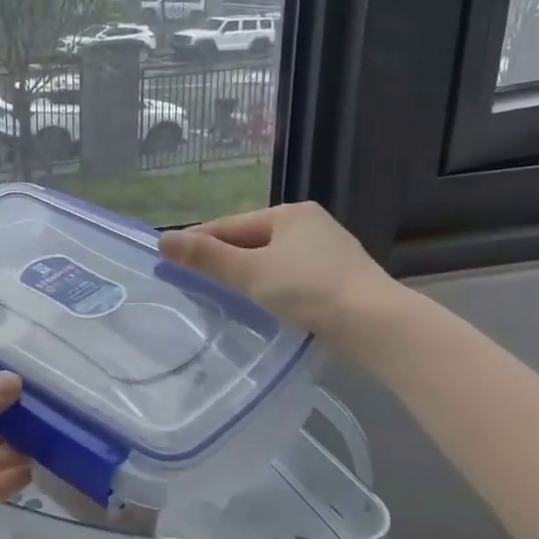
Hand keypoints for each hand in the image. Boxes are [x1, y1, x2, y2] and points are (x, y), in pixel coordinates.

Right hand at [158, 202, 399, 347]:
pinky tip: (261, 302)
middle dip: (222, 257)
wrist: (377, 324)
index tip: (169, 258)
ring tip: (221, 292)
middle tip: (191, 279)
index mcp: (289, 213)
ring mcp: (329, 251)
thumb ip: (206, 257)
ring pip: (271, 258)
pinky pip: (290, 274)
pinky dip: (270, 284)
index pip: (229, 225)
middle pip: (251, 239)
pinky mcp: (339, 277)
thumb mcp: (250, 272)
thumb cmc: (309, 290)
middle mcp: (310, 224)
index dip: (198, 241)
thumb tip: (162, 240)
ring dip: (245, 272)